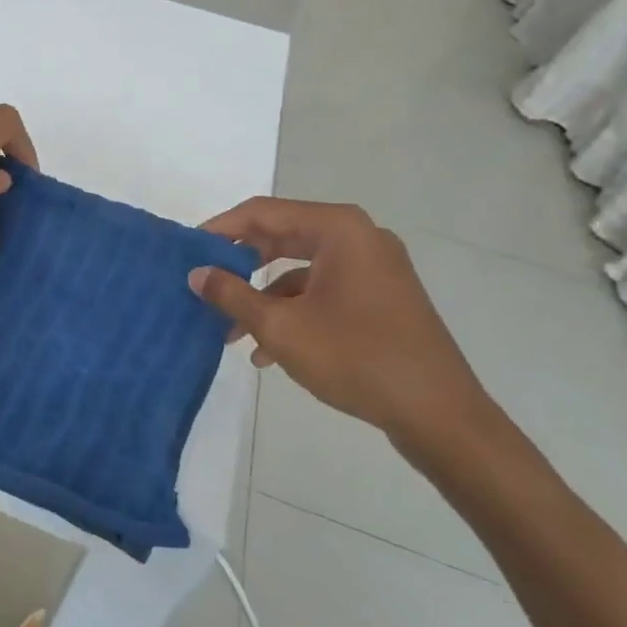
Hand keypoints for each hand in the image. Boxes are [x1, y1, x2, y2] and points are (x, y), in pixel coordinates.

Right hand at [188, 199, 500, 451]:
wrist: (439, 414)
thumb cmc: (355, 357)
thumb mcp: (280, 326)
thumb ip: (231, 294)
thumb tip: (195, 274)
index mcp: (338, 229)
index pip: (262, 212)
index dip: (220, 229)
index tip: (187, 250)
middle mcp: (358, 237)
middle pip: (281, 237)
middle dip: (239, 265)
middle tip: (204, 284)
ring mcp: (374, 268)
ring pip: (300, 270)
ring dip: (263, 297)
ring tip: (230, 332)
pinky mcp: (381, 297)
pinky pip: (323, 291)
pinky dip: (292, 311)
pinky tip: (267, 351)